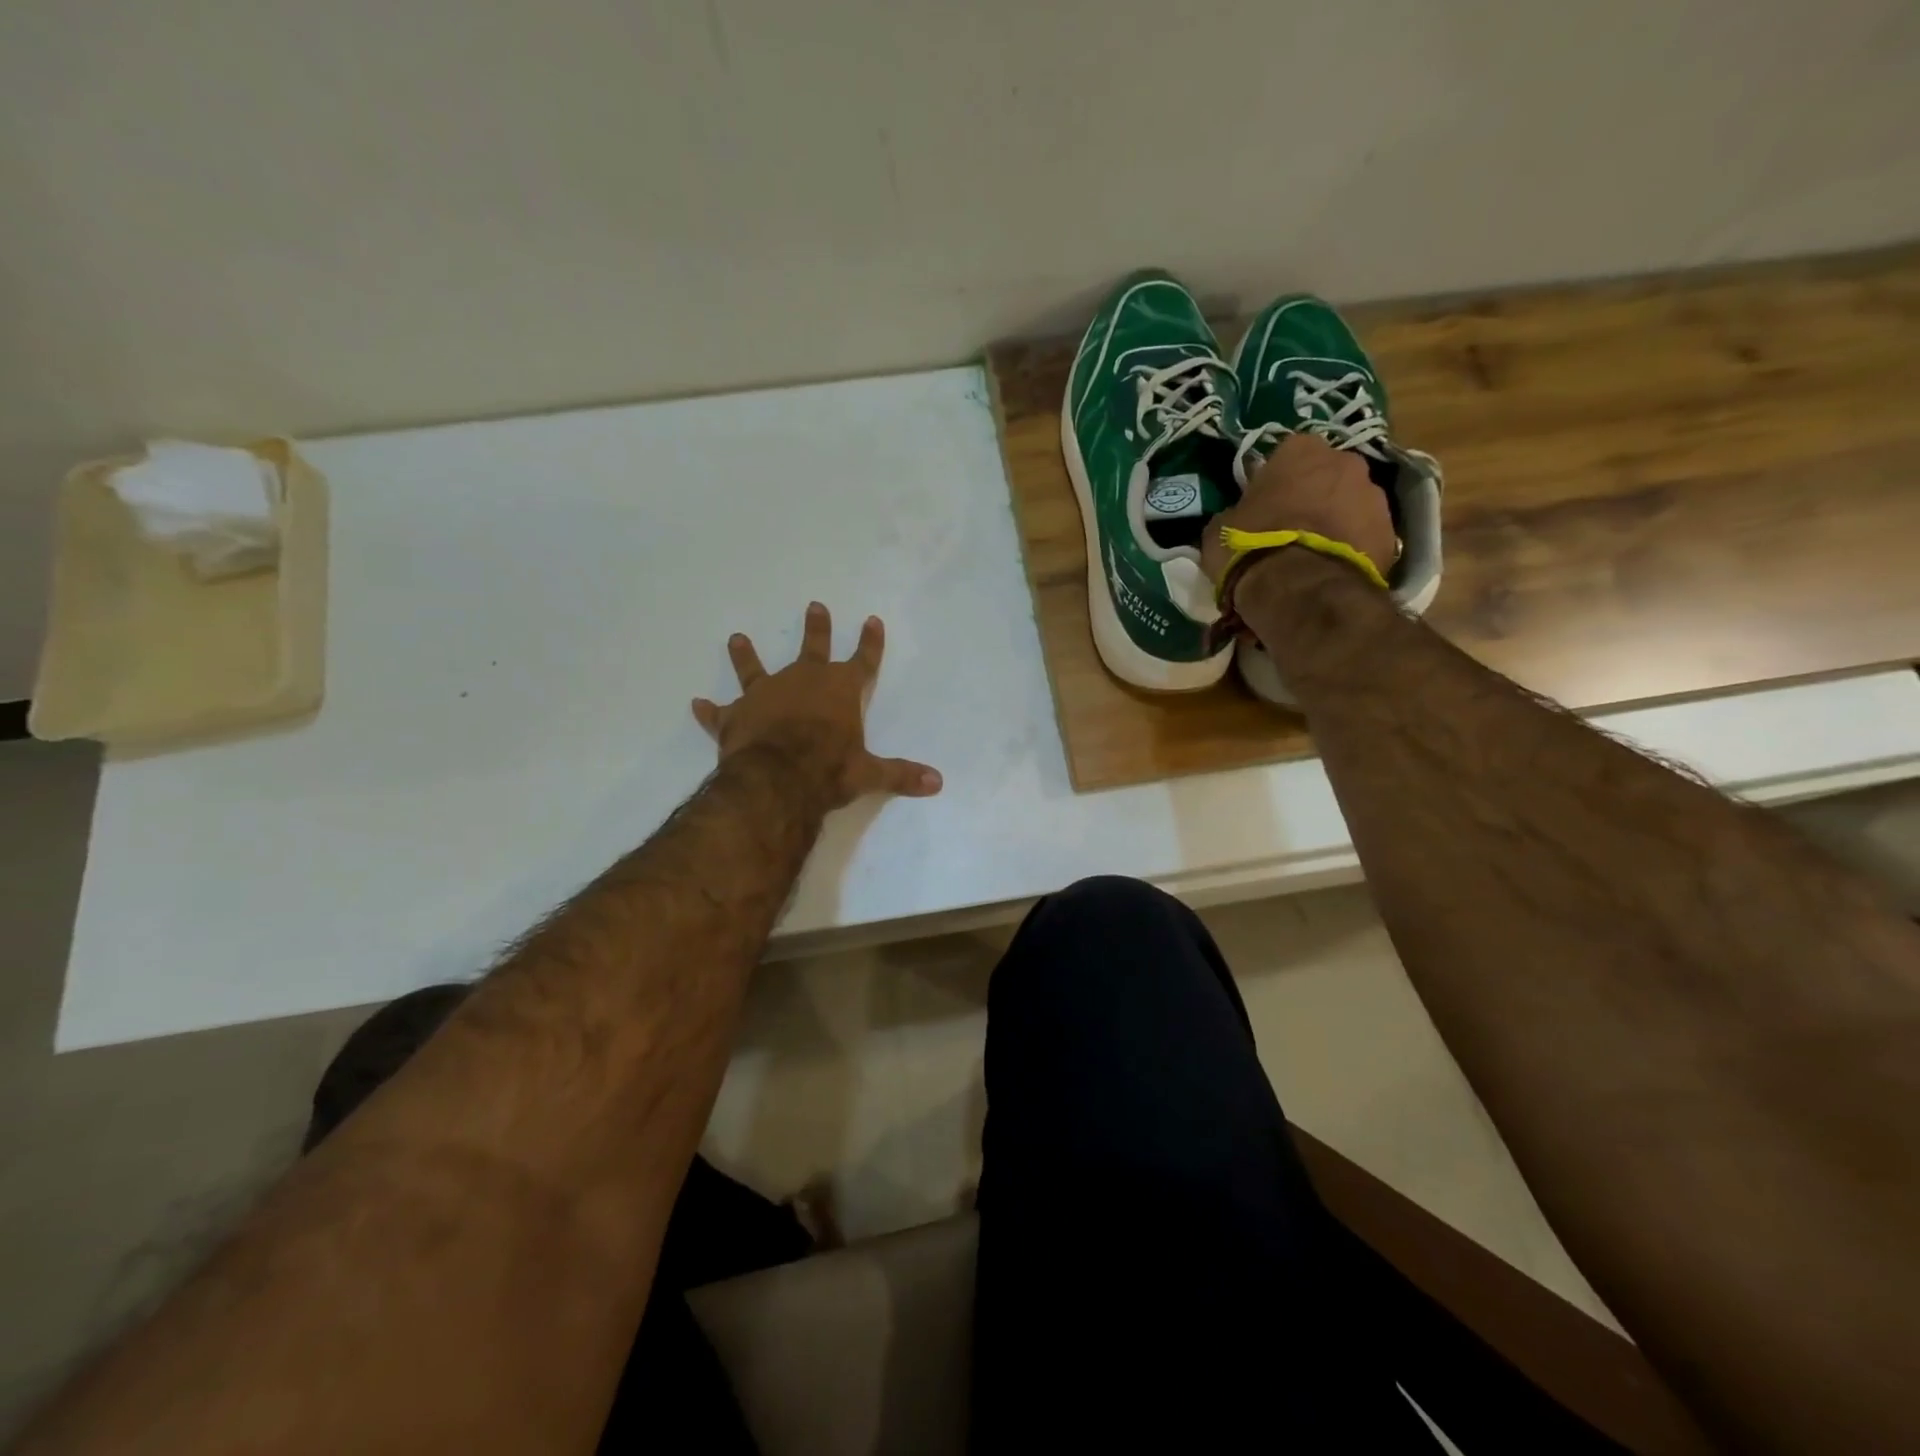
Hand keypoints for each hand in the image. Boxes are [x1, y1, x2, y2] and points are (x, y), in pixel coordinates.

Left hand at [692, 602, 942, 810]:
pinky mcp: (735, 716)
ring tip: (737, 638)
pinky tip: (697, 704)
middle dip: (816, 629)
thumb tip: (938, 783)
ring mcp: (765, 695)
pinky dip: (709, 711)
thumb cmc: (828, 770)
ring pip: (755, 668)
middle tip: (814, 606)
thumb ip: (900, 774)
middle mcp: (803, 682)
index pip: (863, 661)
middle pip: (813, 648)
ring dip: (746, 655)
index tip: (871, 619)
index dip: (870, 642)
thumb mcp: (869, 774)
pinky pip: (719, 712)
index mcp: (840, 690)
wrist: (777, 780)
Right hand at [1201, 433, 1397, 588]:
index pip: (1288, 455)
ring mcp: (1375, 497)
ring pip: (1351, 504)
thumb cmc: (1251, 548)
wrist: (1300, 588)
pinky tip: (1331, 572)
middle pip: (1327, 475)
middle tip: (1292, 530)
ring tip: (1314, 556)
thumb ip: (1234, 514)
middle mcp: (1345, 462)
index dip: (1277, 481)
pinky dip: (1353, 549)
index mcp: (1300, 450)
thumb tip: (1238, 519)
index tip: (1266, 504)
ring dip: (1336, 523)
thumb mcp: (1219, 530)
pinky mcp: (1392, 534)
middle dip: (1314, 497)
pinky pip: (1367, 537)